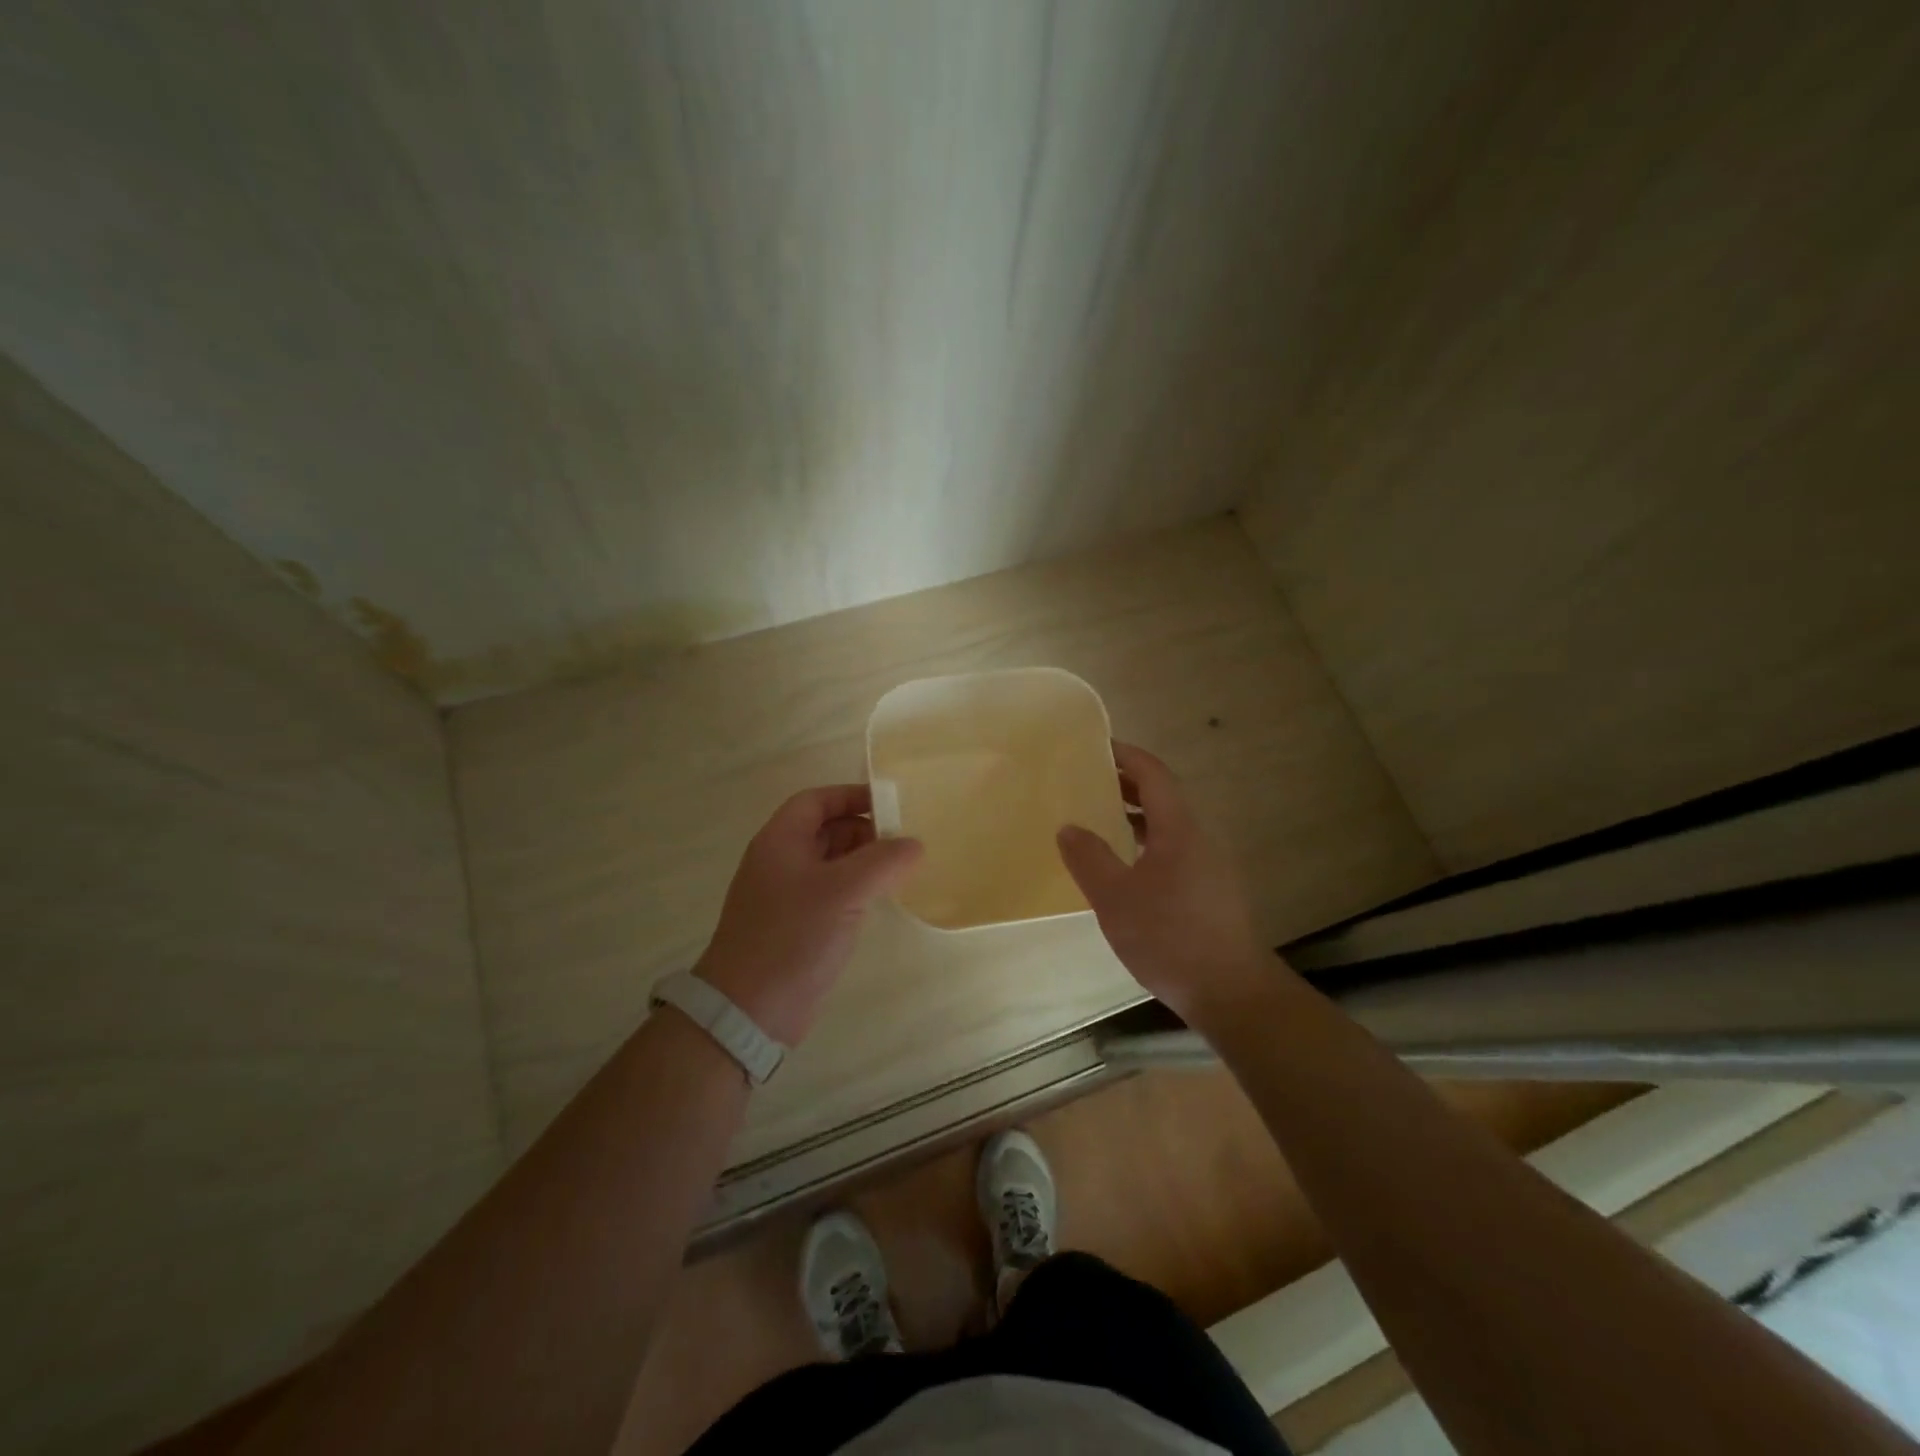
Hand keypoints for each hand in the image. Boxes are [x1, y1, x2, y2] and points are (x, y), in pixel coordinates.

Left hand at [695, 785, 922, 1045]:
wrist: (748, 1010)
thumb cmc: (792, 936)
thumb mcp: (843, 891)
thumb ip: (883, 861)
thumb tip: (914, 844)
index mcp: (780, 841)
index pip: (816, 801)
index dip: (852, 796)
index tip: (890, 804)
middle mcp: (780, 862)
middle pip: (825, 830)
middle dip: (864, 831)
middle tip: (904, 843)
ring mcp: (786, 896)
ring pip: (830, 864)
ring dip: (863, 863)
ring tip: (901, 871)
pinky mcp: (795, 926)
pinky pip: (830, 894)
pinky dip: (855, 890)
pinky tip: (880, 902)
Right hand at [1055, 742, 1271, 1020]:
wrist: (1231, 992)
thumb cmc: (1170, 937)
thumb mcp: (1115, 898)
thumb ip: (1089, 858)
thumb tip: (1068, 827)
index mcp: (1179, 828)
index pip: (1153, 774)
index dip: (1126, 756)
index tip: (1096, 747)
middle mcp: (1199, 838)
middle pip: (1163, 796)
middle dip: (1126, 784)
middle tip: (1088, 784)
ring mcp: (1210, 865)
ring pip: (1169, 826)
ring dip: (1136, 817)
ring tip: (1100, 822)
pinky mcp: (1212, 891)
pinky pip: (1175, 850)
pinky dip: (1147, 844)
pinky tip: (1126, 870)